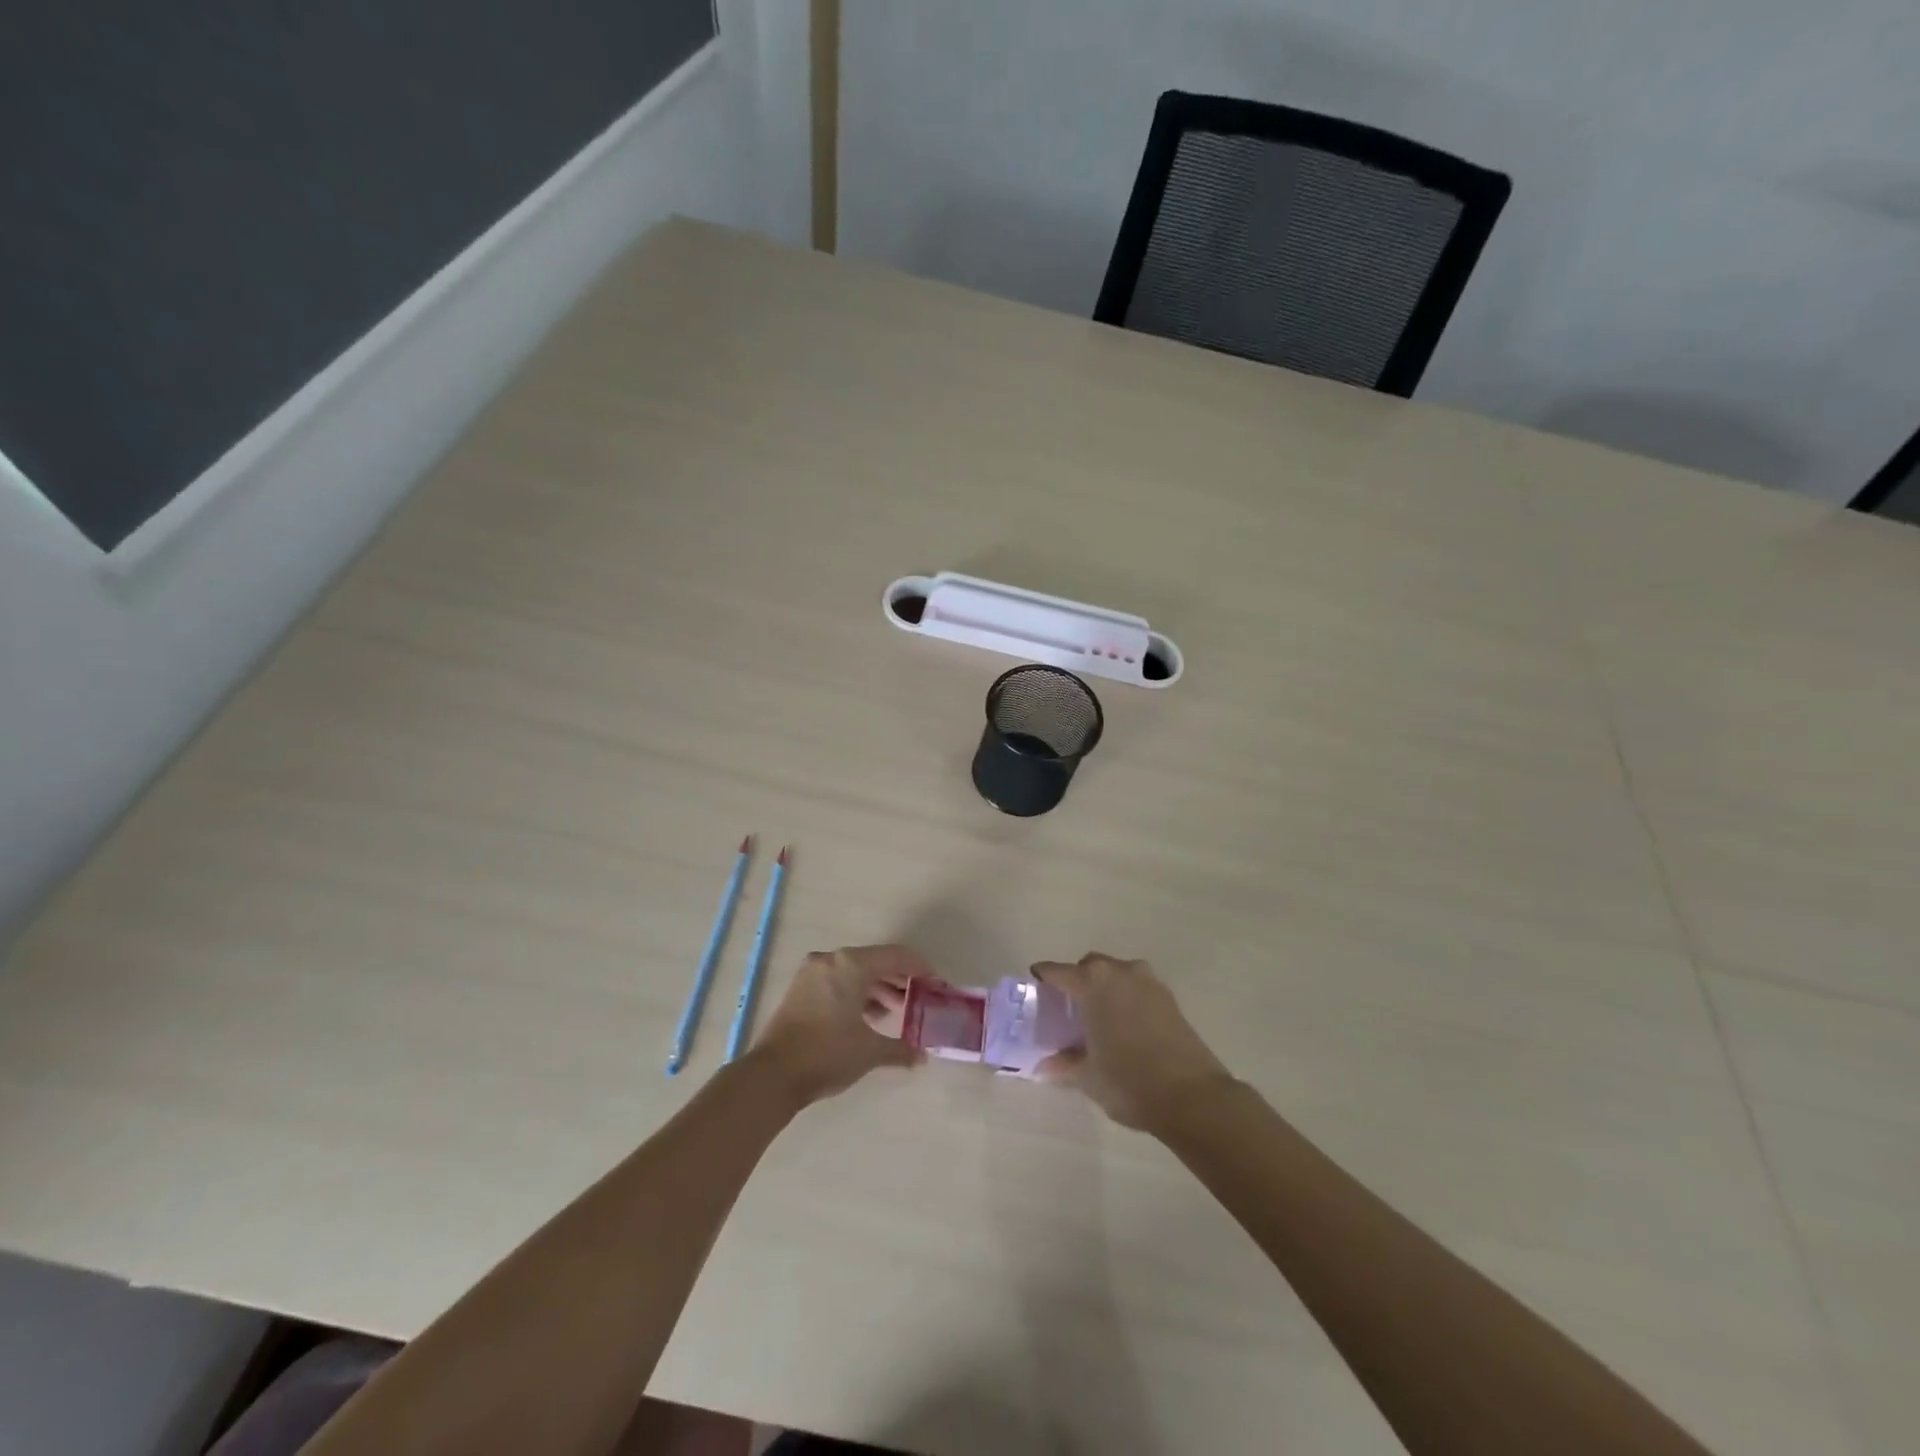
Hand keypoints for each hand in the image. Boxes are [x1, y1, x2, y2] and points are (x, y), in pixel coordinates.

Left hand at [748, 945, 924, 1104]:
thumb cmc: (827, 1054)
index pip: (896, 956)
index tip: (937, 986)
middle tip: (920, 1001)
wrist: (771, 1076)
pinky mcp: (801, 989)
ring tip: (898, 1014)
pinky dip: (857, 995)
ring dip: (879, 989)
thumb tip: (922, 1056)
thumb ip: (901, 1048)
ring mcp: (812, 973)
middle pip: (876, 962)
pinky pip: (839, 982)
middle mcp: (831, 960)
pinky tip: (870, 1018)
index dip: (921, 969)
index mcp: (851, 964)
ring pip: (856, 973)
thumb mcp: (870, 1051)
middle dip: (900, 981)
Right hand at [1031, 953, 1234, 1132]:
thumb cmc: (1129, 1081)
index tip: (1035, 989)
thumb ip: (1064, 1064)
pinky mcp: (1170, 998)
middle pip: (1089, 966)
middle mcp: (1120, 972)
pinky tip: (1125, 1026)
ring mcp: (1149, 982)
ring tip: (1099, 1017)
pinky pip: (1138, 988)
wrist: (1192, 1096)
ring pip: (1117, 974)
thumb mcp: (1088, 1077)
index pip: (1057, 971)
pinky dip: (1127, 998)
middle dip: (1077, 980)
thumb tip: (1044, 1065)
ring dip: (1105, 987)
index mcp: (1093, 983)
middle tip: (1068, 1008)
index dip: (1043, 978)